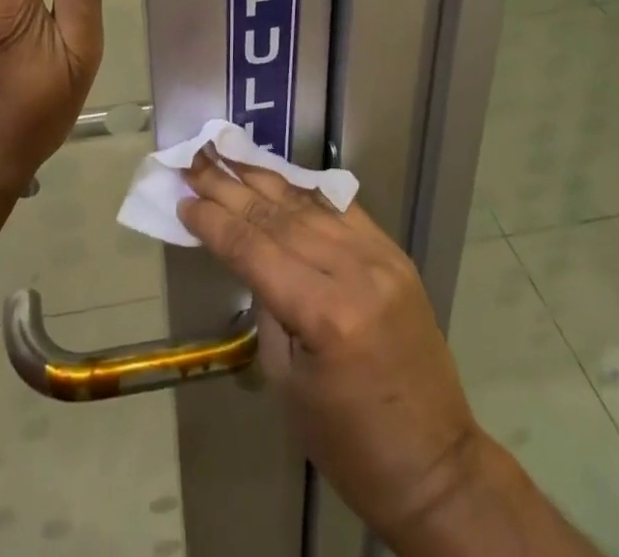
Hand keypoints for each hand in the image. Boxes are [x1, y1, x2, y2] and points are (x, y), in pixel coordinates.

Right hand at [177, 152, 492, 544]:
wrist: (435, 464)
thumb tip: (250, 258)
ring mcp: (380, 256)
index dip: (215, 223)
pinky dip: (304, 191)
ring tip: (227, 154)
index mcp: (325, 314)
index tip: (184, 200)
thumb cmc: (349, 443)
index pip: (255, 250)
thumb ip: (268, 308)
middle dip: (231, 188)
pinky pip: (341, 209)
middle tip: (195, 161)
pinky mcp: (394, 253)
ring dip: (263, 178)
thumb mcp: (288, 383)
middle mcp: (355, 271)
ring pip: (308, 206)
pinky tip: (277, 173)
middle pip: (278, 218)